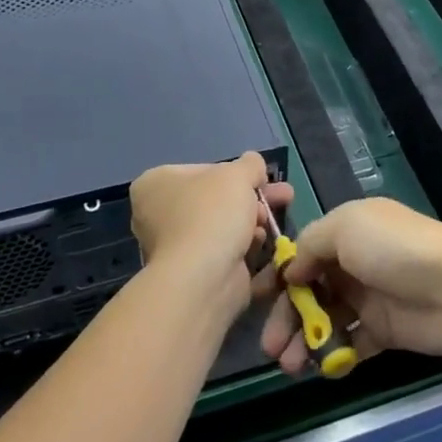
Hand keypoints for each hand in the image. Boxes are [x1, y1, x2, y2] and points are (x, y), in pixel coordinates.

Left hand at [129, 152, 292, 312]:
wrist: (203, 278)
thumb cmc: (212, 214)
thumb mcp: (238, 174)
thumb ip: (250, 164)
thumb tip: (254, 165)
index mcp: (156, 184)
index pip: (205, 171)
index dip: (238, 173)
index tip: (264, 180)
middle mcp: (157, 214)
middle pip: (217, 200)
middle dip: (254, 199)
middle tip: (285, 197)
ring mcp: (174, 247)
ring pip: (224, 227)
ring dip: (253, 223)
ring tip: (272, 224)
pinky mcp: (192, 274)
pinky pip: (225, 253)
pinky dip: (246, 248)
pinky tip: (265, 246)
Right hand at [259, 198, 441, 375]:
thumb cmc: (395, 250)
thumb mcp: (346, 227)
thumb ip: (311, 244)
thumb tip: (292, 270)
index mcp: (348, 231)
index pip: (304, 254)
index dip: (280, 277)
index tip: (258, 301)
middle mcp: (356, 263)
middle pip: (309, 291)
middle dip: (286, 318)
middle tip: (271, 348)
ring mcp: (370, 298)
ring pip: (326, 320)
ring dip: (304, 341)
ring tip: (291, 366)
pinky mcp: (384, 331)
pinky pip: (350, 344)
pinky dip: (333, 356)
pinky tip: (322, 368)